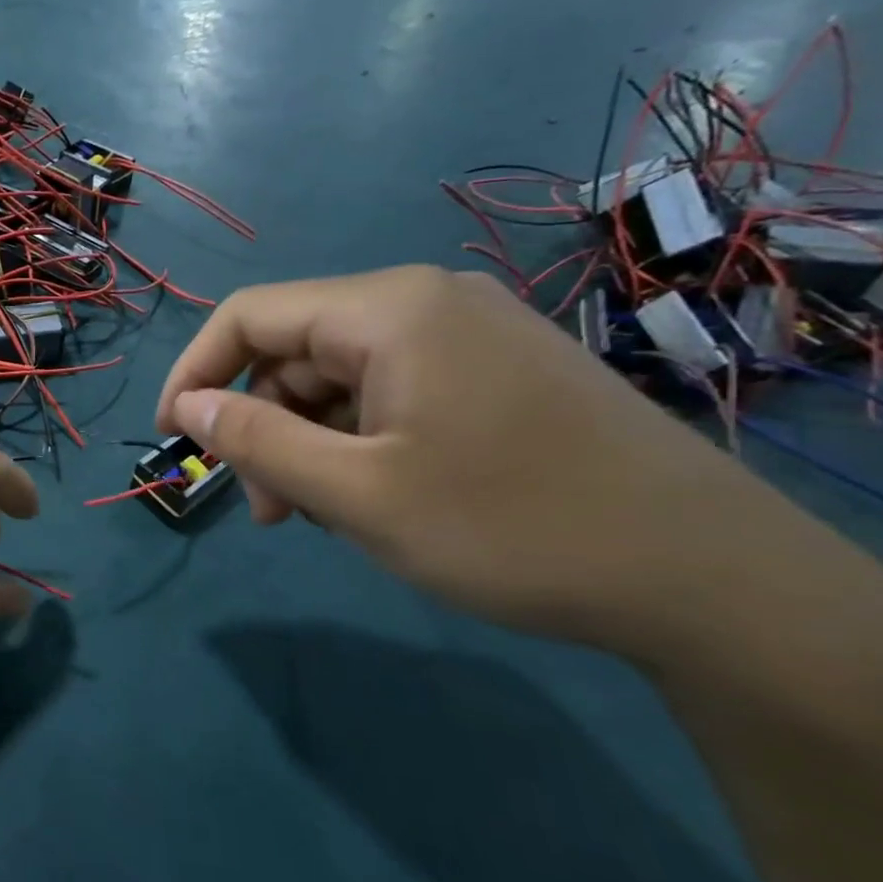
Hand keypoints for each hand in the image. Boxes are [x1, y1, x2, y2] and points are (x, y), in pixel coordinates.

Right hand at [155, 266, 795, 659]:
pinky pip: (390, 391)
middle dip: (261, 424)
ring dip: (307, 441)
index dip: (195, 371)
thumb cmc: (509, 526)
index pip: (249, 315)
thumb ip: (254, 441)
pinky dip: (357, 440)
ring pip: (340, 377)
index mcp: (387, 310)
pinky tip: (371, 495)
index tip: (173, 437)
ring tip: (318, 515)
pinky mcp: (497, 371)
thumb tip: (187, 407)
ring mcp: (468, 335)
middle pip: (295, 350)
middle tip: (268, 508)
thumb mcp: (355, 492)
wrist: (709, 579)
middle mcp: (425, 302)